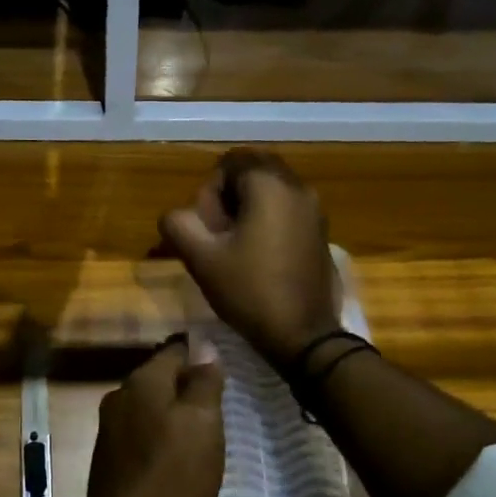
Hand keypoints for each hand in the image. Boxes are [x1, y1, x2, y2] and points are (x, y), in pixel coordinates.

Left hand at [83, 337, 225, 496]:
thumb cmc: (175, 473)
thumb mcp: (203, 422)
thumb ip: (204, 381)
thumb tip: (205, 345)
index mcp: (142, 381)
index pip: (174, 349)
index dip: (199, 354)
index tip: (221, 366)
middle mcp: (119, 396)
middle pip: (159, 377)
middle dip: (185, 384)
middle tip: (216, 400)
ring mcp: (109, 427)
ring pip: (148, 405)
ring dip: (171, 411)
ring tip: (200, 428)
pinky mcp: (107, 456)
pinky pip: (139, 431)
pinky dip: (158, 434)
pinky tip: (174, 453)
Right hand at [158, 149, 340, 369]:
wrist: (302, 334)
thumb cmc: (249, 291)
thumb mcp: (201, 259)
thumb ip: (178, 225)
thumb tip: (176, 215)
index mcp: (269, 185)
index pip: (230, 162)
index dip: (210, 190)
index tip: (209, 225)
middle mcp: (297, 186)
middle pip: (253, 171)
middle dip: (230, 195)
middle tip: (218, 233)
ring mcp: (314, 209)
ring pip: (271, 190)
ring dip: (248, 208)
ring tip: (236, 247)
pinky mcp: (320, 231)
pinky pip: (287, 209)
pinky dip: (268, 220)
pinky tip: (258, 255)